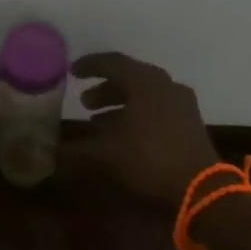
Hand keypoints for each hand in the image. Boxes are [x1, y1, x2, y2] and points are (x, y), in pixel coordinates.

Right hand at [59, 52, 218, 205]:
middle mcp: (166, 86)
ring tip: (97, 122)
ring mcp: (181, 103)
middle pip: (130, 78)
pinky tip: (123, 136)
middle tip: (84, 102)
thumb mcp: (106, 155)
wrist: (199, 187)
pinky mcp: (189, 122)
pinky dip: (136, 115)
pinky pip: (157, 109)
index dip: (90, 66)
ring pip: (144, 95)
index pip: (113, 62)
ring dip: (120, 104)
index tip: (72, 72)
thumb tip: (51, 153)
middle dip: (105, 88)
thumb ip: (76, 150)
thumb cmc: (149, 160)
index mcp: (146, 82)